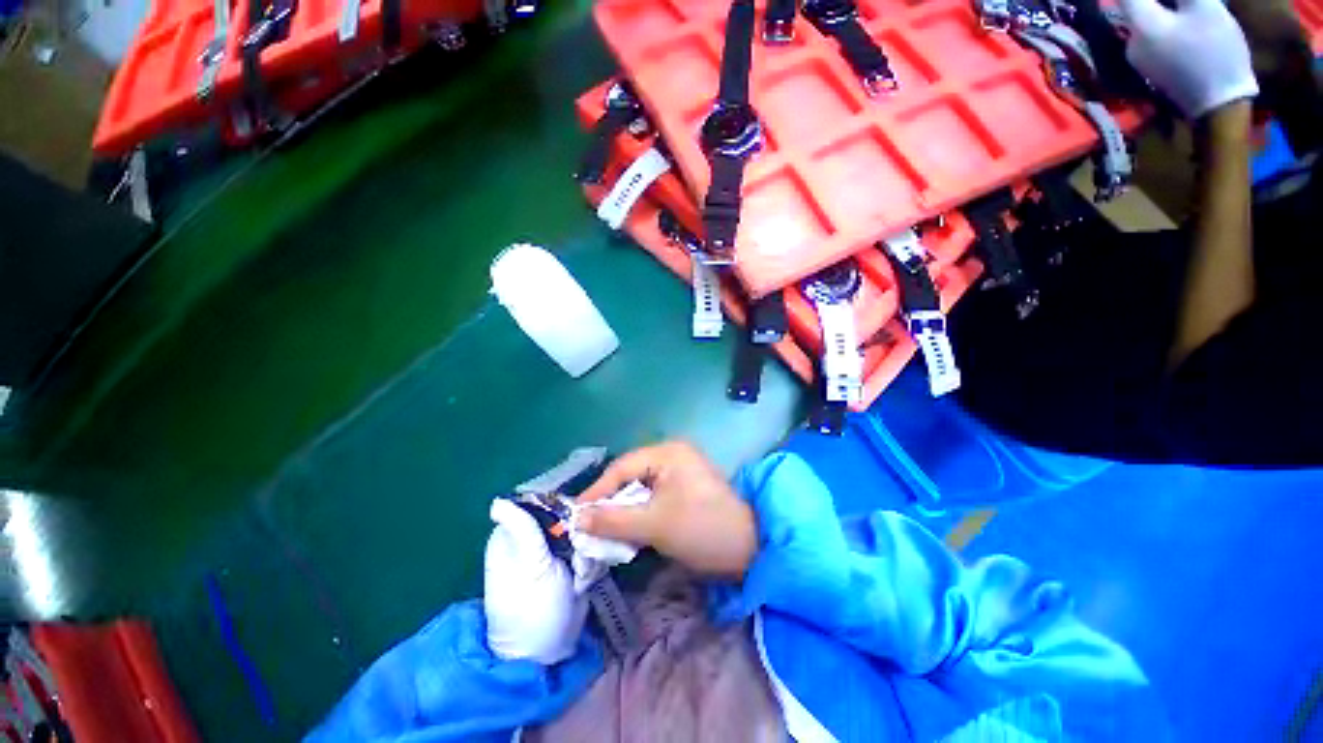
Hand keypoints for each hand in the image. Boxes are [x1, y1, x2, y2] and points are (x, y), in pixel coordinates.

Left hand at [483, 499, 587, 664]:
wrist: (546, 652)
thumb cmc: (529, 607)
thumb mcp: (528, 565)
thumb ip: (523, 528)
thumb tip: (498, 501)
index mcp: (515, 533)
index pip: (545, 501)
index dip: (563, 507)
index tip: (574, 524)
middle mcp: (535, 537)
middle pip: (570, 515)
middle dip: (580, 535)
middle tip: (577, 559)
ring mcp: (556, 551)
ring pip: (585, 532)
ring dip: (587, 554)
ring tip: (579, 577)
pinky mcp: (573, 563)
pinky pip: (591, 550)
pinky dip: (591, 565)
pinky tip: (583, 583)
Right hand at [577, 441, 756, 579]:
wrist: (749, 549)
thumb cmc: (702, 529)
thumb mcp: (654, 524)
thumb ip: (613, 520)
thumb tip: (576, 519)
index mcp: (668, 453)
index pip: (622, 468)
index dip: (597, 491)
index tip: (575, 515)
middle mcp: (672, 455)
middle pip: (630, 476)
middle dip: (610, 502)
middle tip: (587, 525)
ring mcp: (680, 471)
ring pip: (640, 488)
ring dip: (623, 509)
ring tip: (602, 530)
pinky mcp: (684, 489)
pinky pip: (652, 496)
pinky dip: (639, 512)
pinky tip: (627, 529)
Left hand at [1119, 0, 1258, 119]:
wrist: (1219, 104)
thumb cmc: (1214, 52)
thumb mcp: (1204, 9)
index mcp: (1141, 26)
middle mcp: (1131, 42)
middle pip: (1135, 6)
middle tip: (1180, 3)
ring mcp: (1139, 58)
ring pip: (1144, 19)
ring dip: (1159, 7)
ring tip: (1181, 7)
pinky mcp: (1151, 67)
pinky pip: (1152, 34)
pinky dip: (1162, 19)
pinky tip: (1179, 17)